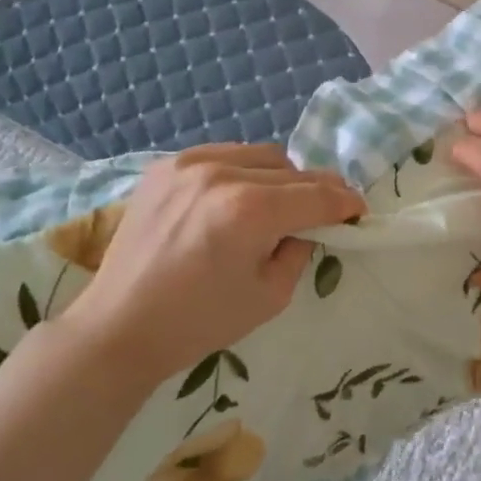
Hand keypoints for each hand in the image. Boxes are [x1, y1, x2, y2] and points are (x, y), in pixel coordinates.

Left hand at [48, 145, 363, 390]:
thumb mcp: (270, 296)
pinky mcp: (165, 167)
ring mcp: (188, 164)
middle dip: (315, 190)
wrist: (121, 326)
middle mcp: (221, 174)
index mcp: (249, 211)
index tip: (359, 209)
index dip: (344, 202)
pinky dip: (242, 171)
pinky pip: (223, 155)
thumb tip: (307, 226)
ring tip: (277, 204)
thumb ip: (299, 250)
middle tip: (325, 210)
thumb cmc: (199, 322)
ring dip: (279, 177)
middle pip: (291, 169)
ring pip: (259, 155)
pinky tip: (237, 197)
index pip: (315, 195)